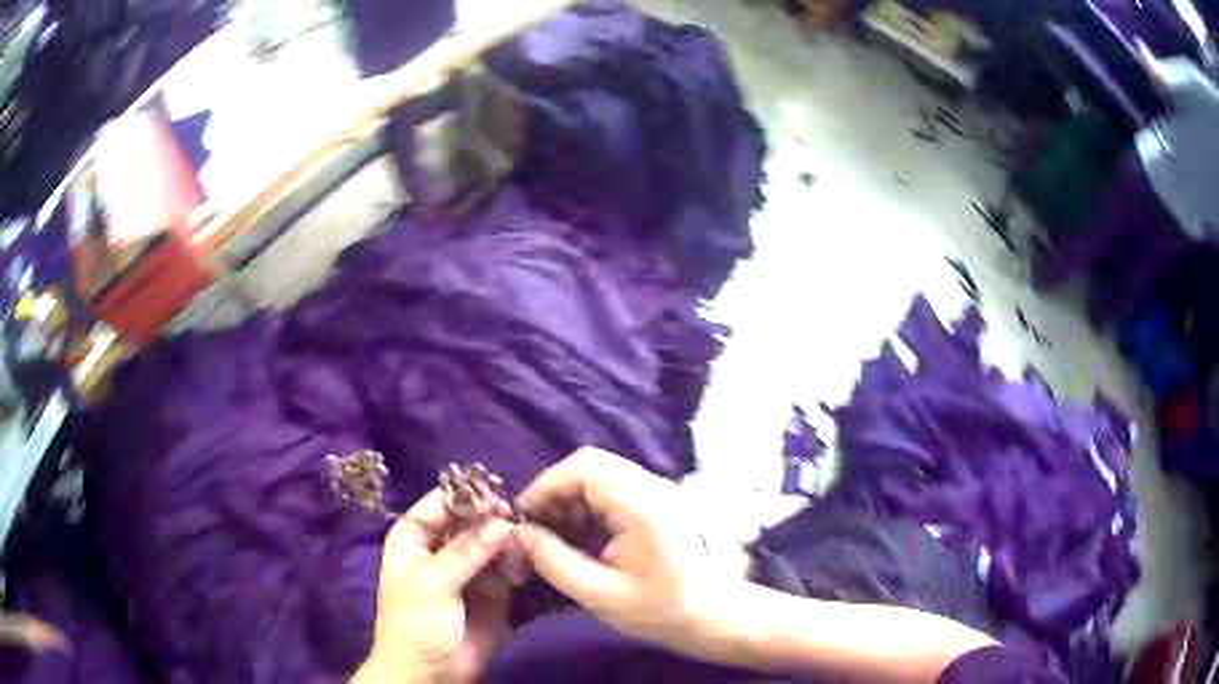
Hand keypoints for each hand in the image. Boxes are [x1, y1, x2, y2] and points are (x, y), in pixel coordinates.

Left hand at [355, 488, 515, 683]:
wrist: (430, 673)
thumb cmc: (416, 622)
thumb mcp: (433, 582)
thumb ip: (466, 550)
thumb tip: (503, 522)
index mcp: (414, 536)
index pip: (442, 502)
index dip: (468, 497)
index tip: (499, 500)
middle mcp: (441, 546)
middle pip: (471, 520)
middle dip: (494, 521)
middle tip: (518, 525)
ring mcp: (468, 569)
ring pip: (492, 542)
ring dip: (508, 544)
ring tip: (520, 554)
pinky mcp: (491, 590)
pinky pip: (506, 567)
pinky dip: (516, 565)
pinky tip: (521, 571)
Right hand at [512, 448, 733, 659]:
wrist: (712, 616)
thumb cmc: (658, 611)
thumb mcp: (598, 594)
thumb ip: (554, 561)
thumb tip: (522, 533)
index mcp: (642, 505)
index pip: (585, 467)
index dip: (546, 485)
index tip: (523, 516)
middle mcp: (652, 487)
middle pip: (591, 466)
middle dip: (556, 493)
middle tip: (536, 528)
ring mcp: (658, 493)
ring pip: (600, 476)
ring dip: (570, 500)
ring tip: (553, 536)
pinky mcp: (658, 504)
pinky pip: (613, 491)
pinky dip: (588, 508)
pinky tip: (578, 538)